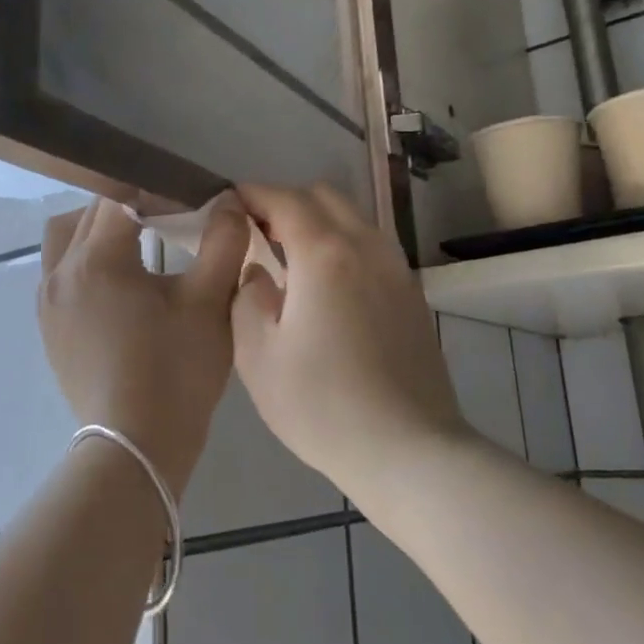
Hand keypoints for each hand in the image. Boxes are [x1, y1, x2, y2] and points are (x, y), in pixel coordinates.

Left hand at [39, 198, 247, 492]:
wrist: (137, 447)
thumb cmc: (176, 372)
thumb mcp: (209, 303)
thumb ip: (223, 243)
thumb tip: (229, 202)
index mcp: (96, 259)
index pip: (119, 196)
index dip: (156, 190)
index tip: (188, 201)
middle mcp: (59, 273)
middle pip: (88, 214)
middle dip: (127, 206)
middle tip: (169, 219)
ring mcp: (47, 304)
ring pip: (65, 241)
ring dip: (97, 232)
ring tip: (138, 247)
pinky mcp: (49, 329)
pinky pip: (60, 274)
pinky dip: (86, 263)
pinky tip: (121, 287)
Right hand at [231, 184, 468, 488]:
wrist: (408, 449)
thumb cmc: (321, 405)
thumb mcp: (258, 355)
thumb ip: (247, 297)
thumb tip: (258, 272)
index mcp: (325, 254)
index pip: (285, 200)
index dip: (254, 194)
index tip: (230, 202)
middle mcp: (367, 247)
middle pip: (325, 197)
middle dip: (287, 201)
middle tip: (257, 231)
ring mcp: (397, 269)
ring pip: (354, 218)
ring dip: (319, 221)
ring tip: (291, 255)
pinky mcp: (413, 294)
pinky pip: (372, 246)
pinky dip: (344, 244)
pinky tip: (328, 284)